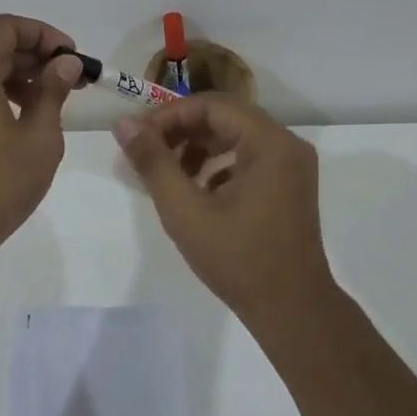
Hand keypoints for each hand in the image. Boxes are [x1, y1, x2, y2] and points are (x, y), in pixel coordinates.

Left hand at [0, 14, 83, 259]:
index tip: (71, 57)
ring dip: (19, 78)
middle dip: (36, 57)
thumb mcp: (39, 138)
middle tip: (72, 81)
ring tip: (53, 103)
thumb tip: (64, 63)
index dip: (43, 34)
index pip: (6, 27)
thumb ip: (53, 93)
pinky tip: (24, 122)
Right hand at [114, 95, 335, 320]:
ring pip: (235, 138)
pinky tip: (195, 191)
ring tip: (166, 173)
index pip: (212, 106)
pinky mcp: (289, 186)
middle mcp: (287, 144)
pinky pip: (247, 159)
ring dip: (198, 148)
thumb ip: (153, 162)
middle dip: (181, 131)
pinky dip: (217, 166)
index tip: (137, 136)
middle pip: (225, 118)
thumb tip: (124, 124)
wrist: (291, 310)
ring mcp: (292, 166)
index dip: (169, 115)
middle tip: (145, 151)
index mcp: (270, 142)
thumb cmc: (238, 259)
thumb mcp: (185, 210)